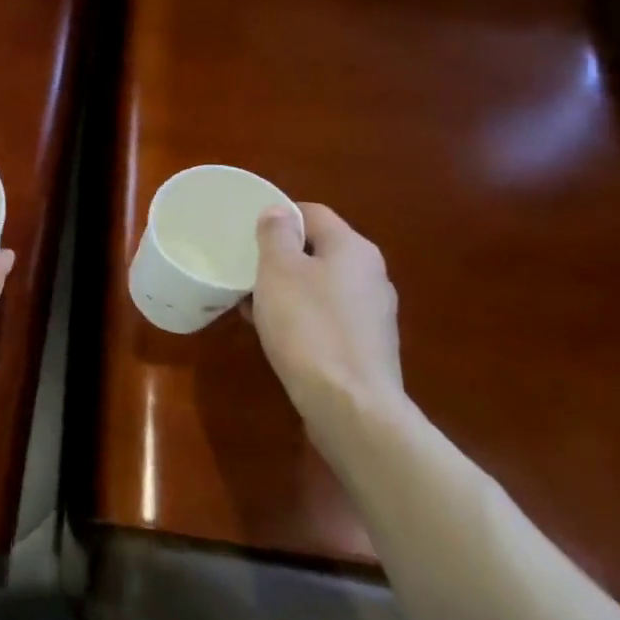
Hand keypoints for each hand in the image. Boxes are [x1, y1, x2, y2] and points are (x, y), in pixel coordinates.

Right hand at [247, 203, 404, 427]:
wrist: (350, 407)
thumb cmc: (308, 326)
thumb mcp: (278, 270)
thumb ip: (276, 234)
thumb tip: (279, 211)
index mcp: (353, 248)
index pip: (312, 213)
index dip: (278, 217)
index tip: (247, 234)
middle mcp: (371, 274)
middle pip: (318, 250)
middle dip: (281, 257)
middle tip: (246, 270)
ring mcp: (373, 314)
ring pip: (321, 285)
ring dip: (288, 289)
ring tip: (253, 305)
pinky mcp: (368, 347)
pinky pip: (328, 318)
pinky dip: (302, 318)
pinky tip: (277, 335)